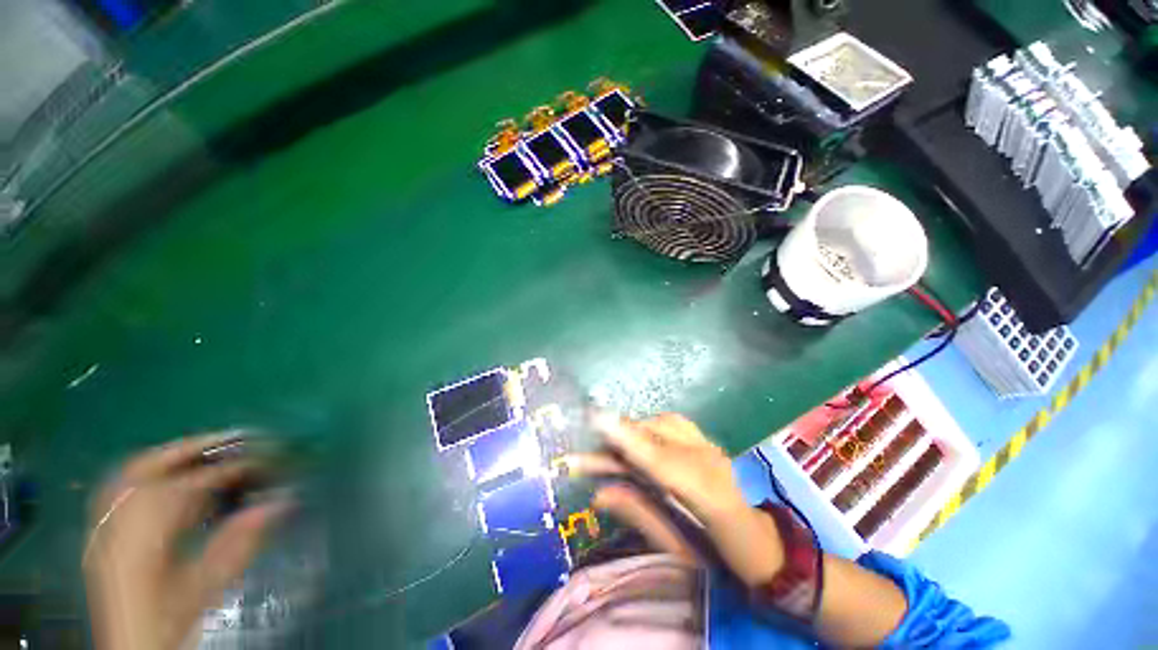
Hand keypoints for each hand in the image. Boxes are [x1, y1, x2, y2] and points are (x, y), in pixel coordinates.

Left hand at [83, 433, 288, 649]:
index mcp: (141, 540)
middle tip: (230, 438)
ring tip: (204, 451)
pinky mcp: (102, 532)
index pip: (186, 488)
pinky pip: (123, 489)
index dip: (226, 470)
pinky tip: (172, 479)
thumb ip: (239, 543)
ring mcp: (103, 526)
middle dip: (189, 448)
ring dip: (169, 457)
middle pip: (145, 467)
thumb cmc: (169, 621)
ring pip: (130, 474)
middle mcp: (115, 525)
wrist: (130, 648)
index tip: (261, 459)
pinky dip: (151, 474)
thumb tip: (281, 502)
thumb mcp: (206, 588)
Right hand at [567, 413, 784, 585]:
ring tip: (608, 450)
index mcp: (708, 495)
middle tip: (585, 456)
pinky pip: (672, 423)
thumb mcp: (676, 547)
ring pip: (662, 424)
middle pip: (655, 436)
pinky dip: (648, 428)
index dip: (627, 439)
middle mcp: (709, 460)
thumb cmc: (718, 557)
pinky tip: (637, 439)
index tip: (597, 420)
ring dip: (631, 433)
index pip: (658, 460)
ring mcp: (710, 446)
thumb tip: (598, 494)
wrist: (760, 544)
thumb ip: (637, 514)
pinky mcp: (707, 440)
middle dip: (618, 440)